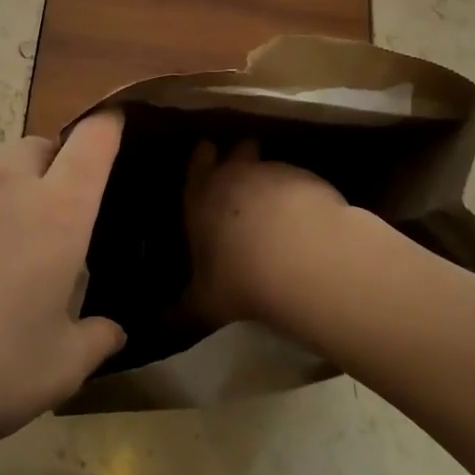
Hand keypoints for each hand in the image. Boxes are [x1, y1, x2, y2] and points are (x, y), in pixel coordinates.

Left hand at [0, 113, 128, 474]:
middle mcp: (5, 182)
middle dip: (46, 169)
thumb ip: (94, 340)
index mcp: (56, 214)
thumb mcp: (56, 372)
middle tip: (35, 219)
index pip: (94, 144)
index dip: (108, 127)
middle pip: (37, 147)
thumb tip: (112, 329)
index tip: (113, 123)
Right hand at [182, 140, 348, 324]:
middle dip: (241, 157)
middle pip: (239, 151)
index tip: (208, 155)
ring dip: (274, 180)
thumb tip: (162, 323)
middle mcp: (237, 175)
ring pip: (272, 165)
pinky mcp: (311, 181)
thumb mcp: (205, 303)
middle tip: (245, 174)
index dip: (202, 158)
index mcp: (202, 196)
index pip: (198, 164)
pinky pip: (303, 183)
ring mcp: (277, 173)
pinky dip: (303, 196)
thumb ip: (183, 309)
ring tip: (280, 206)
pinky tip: (309, 220)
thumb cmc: (241, 278)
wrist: (303, 260)